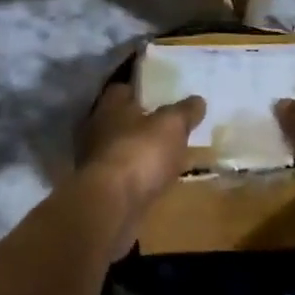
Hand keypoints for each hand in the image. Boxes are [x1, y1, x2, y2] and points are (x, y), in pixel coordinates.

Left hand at [76, 81, 205, 217]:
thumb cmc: (140, 152)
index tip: (163, 95)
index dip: (144, 91)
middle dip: (143, 122)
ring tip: (168, 154)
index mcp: (111, 105)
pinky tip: (158, 179)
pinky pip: (126, 174)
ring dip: (141, 150)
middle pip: (123, 119)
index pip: (124, 88)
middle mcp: (98, 128)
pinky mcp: (102, 188)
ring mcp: (97, 160)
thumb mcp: (172, 125)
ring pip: (124, 147)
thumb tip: (198, 100)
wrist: (112, 205)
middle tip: (170, 125)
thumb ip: (185, 111)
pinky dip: (139, 175)